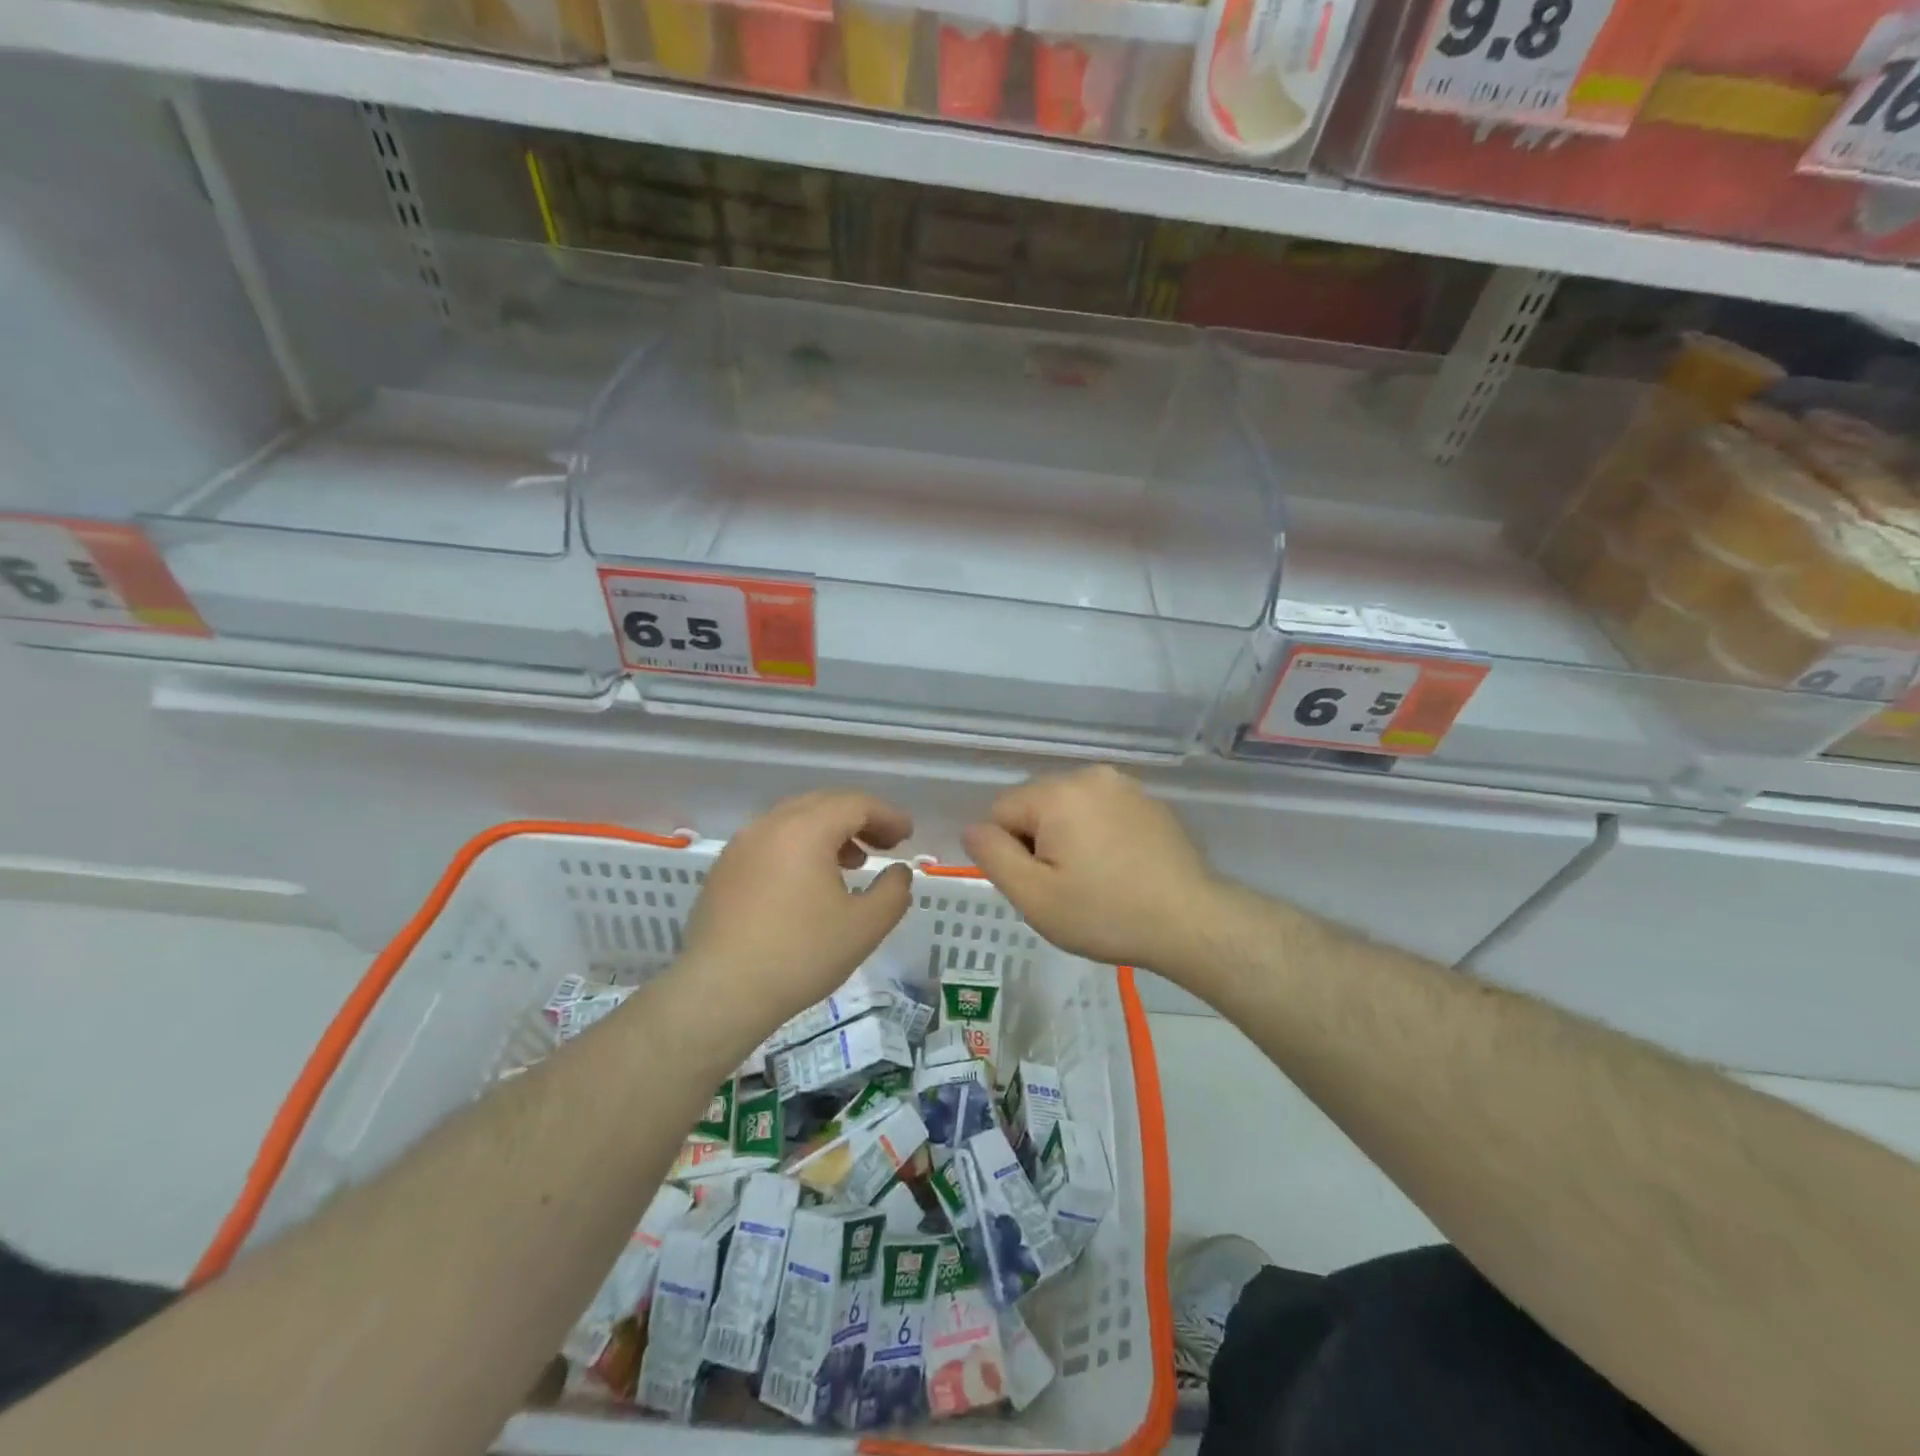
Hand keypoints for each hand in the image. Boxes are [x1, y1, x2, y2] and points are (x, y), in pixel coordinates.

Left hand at [679, 791, 914, 1030]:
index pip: (856, 804)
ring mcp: (741, 846)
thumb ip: (893, 892)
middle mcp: (770, 825)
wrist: (720, 992)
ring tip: (851, 864)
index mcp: (806, 829)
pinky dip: (799, 848)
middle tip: (885, 844)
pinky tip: (808, 883)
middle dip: (859, 819)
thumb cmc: (800, 954)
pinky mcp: (724, 870)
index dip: (887, 816)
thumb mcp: (865, 927)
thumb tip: (899, 872)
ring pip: (794, 821)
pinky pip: (770, 842)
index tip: (907, 836)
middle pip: (824, 804)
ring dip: (829, 832)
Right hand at [961, 766, 1221, 974]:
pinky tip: (1120, 868)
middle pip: (1035, 806)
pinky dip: (1099, 834)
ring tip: (1095, 878)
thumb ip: (993, 856)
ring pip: (1068, 809)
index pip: (1001, 812)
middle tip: (1067, 887)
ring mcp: (1124, 785)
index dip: (1010, 853)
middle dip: (1039, 842)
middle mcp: (1089, 776)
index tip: (1042, 884)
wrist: (1191, 922)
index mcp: (1057, 792)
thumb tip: (971, 828)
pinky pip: (1101, 812)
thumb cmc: (1105, 913)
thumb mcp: (1035, 896)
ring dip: (1069, 838)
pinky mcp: (1149, 801)